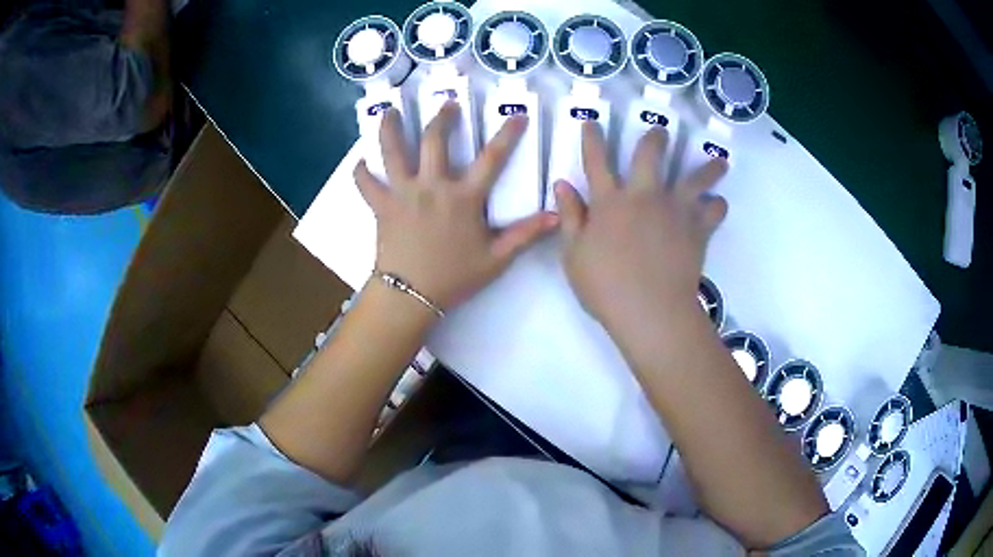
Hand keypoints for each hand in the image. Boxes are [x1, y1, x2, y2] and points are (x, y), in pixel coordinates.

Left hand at [355, 103, 558, 311]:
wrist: (410, 295)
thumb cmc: (454, 277)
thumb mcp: (496, 258)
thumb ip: (525, 234)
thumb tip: (556, 216)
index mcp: (463, 197)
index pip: (492, 158)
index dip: (508, 134)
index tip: (517, 115)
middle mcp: (432, 186)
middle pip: (434, 140)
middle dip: (441, 117)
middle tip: (446, 105)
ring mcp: (402, 193)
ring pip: (392, 151)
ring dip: (390, 128)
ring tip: (389, 111)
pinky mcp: (381, 205)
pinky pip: (366, 183)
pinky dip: (361, 172)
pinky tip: (360, 161)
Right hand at [554, 122, 727, 328]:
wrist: (650, 310)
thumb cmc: (606, 287)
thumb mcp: (573, 255)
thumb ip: (569, 217)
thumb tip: (562, 184)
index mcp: (610, 202)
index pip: (596, 161)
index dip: (592, 138)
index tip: (592, 121)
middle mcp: (644, 196)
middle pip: (651, 155)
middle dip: (655, 138)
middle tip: (661, 130)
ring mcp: (675, 210)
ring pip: (695, 178)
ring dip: (707, 168)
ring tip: (719, 162)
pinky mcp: (697, 229)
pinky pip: (713, 211)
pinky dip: (717, 206)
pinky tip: (719, 203)